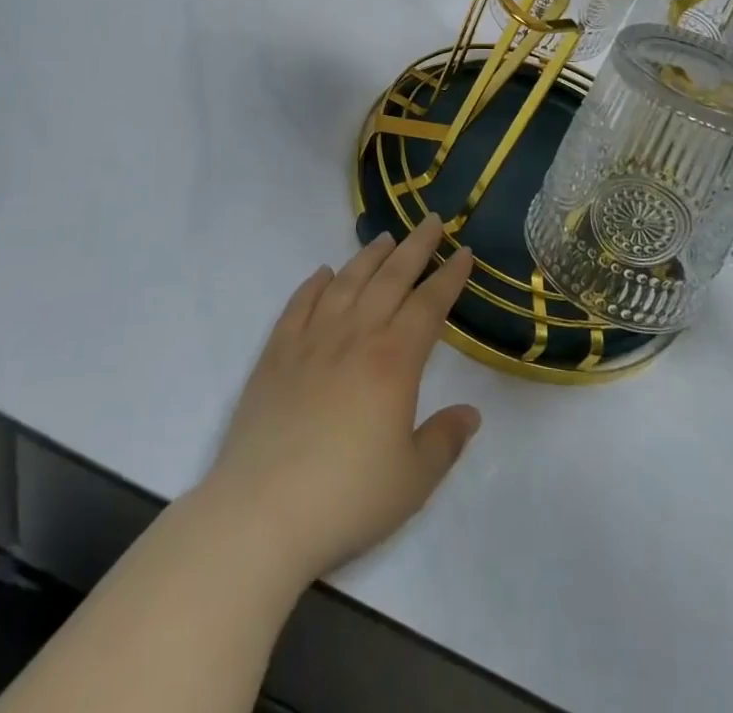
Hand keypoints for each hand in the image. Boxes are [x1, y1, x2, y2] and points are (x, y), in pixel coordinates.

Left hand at [198, 216, 479, 584]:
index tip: (464, 252)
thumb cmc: (346, 498)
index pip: (429, 305)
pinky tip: (324, 273)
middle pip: (391, 279)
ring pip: (347, 282)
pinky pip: (299, 304)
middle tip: (432, 221)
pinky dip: (314, 284)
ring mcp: (311, 339)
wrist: (262, 512)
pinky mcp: (276, 353)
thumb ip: (445, 441)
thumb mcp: (413, 480)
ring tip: (385, 238)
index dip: (449, 277)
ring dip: (369, 257)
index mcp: (393, 361)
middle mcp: (355, 336)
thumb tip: (470, 413)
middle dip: (416, 247)